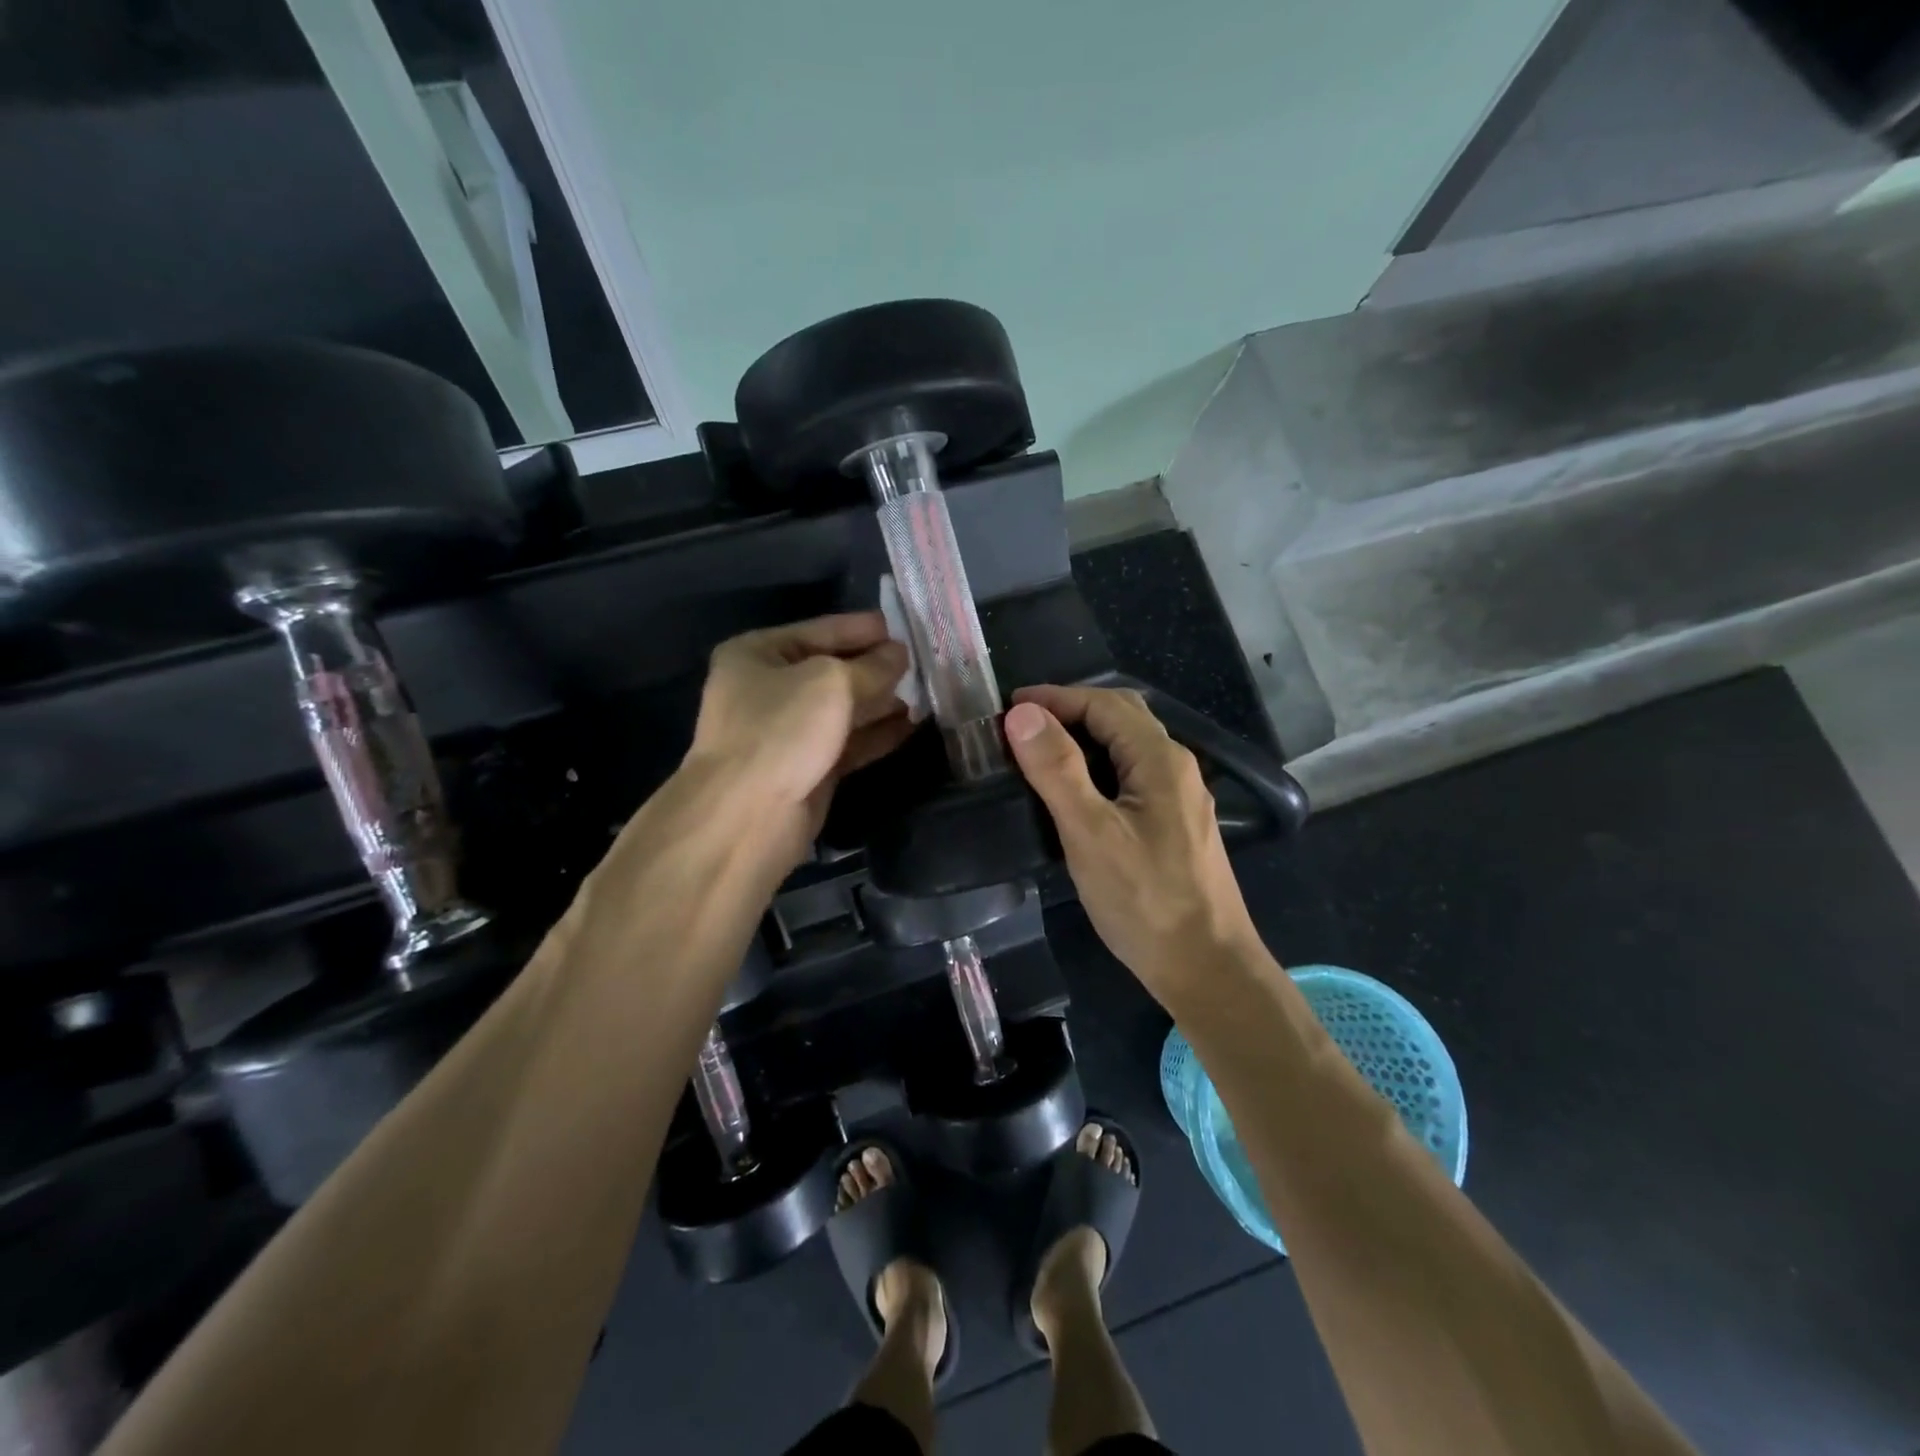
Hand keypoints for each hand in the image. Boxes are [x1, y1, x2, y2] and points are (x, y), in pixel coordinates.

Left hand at [685, 612, 912, 860]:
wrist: (749, 815)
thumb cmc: (782, 729)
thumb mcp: (832, 682)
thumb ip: (872, 666)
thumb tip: (900, 654)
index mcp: (758, 654)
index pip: (820, 630)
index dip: (862, 628)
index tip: (903, 627)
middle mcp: (769, 688)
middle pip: (833, 670)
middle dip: (877, 667)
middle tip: (924, 662)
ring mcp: (788, 731)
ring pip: (843, 709)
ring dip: (882, 701)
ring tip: (927, 693)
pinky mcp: (807, 767)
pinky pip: (849, 742)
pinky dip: (878, 734)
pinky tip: (913, 725)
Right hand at [1005, 684, 1262, 1001]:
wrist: (1206, 967)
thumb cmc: (1145, 900)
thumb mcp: (1091, 832)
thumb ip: (1057, 769)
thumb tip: (1023, 714)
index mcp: (1159, 759)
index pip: (1104, 704)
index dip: (1055, 698)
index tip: (1008, 707)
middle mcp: (1175, 768)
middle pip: (1121, 718)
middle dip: (1070, 711)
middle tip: (1021, 725)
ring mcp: (1179, 798)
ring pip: (1127, 748)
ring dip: (1083, 738)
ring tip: (1038, 752)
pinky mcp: (1174, 825)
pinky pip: (1131, 776)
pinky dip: (1097, 768)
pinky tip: (1074, 792)